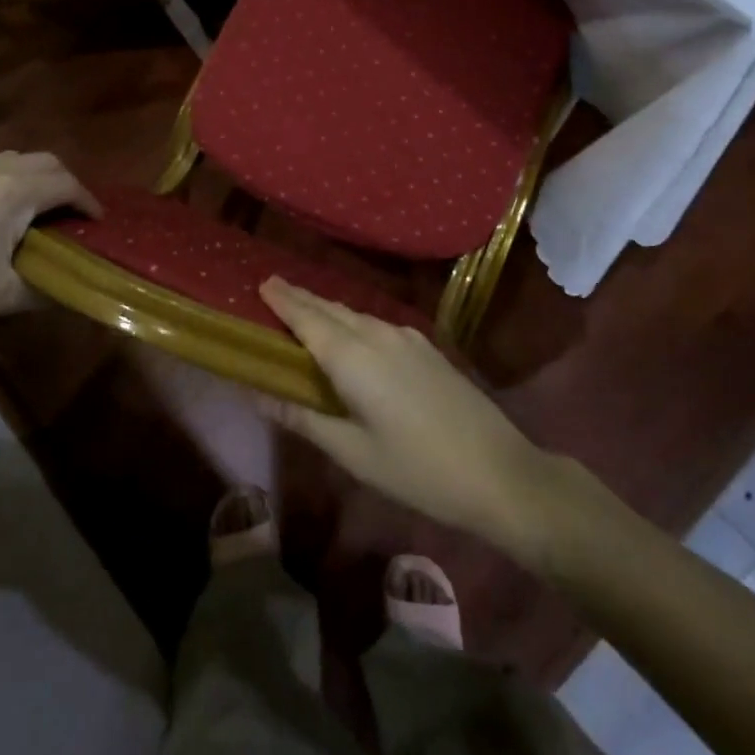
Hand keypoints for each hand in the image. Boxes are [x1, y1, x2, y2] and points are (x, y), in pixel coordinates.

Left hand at [0, 151, 99, 337]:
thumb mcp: (8, 294)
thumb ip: (52, 289)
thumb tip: (79, 290)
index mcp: (17, 191)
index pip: (69, 185)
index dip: (89, 203)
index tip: (98, 225)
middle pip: (48, 163)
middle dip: (69, 186)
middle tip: (74, 217)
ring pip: (18, 157)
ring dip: (38, 176)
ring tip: (41, 208)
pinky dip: (3, 171)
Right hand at [260, 278, 560, 553]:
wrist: (499, 472)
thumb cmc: (417, 469)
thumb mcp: (352, 452)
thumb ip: (301, 416)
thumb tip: (255, 393)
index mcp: (353, 357)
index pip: (306, 317)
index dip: (282, 299)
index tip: (260, 283)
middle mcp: (377, 334)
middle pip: (330, 308)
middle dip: (300, 298)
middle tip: (272, 291)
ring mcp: (406, 337)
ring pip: (355, 315)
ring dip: (326, 310)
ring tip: (304, 312)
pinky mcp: (426, 347)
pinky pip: (376, 324)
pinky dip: (351, 322)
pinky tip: (350, 337)